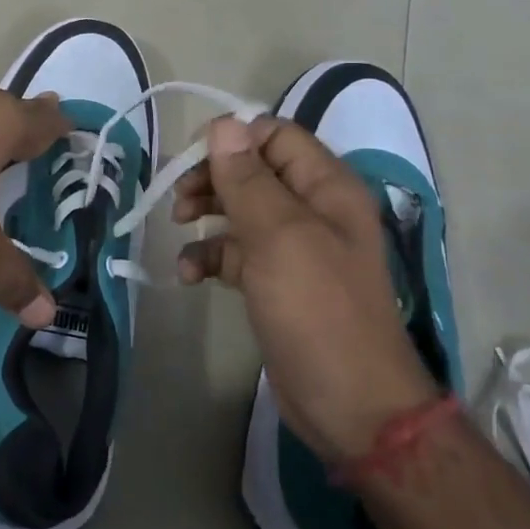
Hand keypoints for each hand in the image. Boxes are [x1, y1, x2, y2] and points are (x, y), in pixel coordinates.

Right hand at [173, 116, 435, 463]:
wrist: (351, 404)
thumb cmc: (318, 312)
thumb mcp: (279, 237)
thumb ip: (248, 179)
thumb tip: (223, 124)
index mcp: (327, 187)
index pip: (275, 136)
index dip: (231, 139)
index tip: (189, 159)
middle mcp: (313, 210)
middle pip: (253, 171)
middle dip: (212, 178)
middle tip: (179, 200)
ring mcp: (295, 248)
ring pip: (240, 211)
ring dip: (206, 215)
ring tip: (178, 229)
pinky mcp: (276, 282)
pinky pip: (235, 253)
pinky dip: (209, 257)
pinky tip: (188, 275)